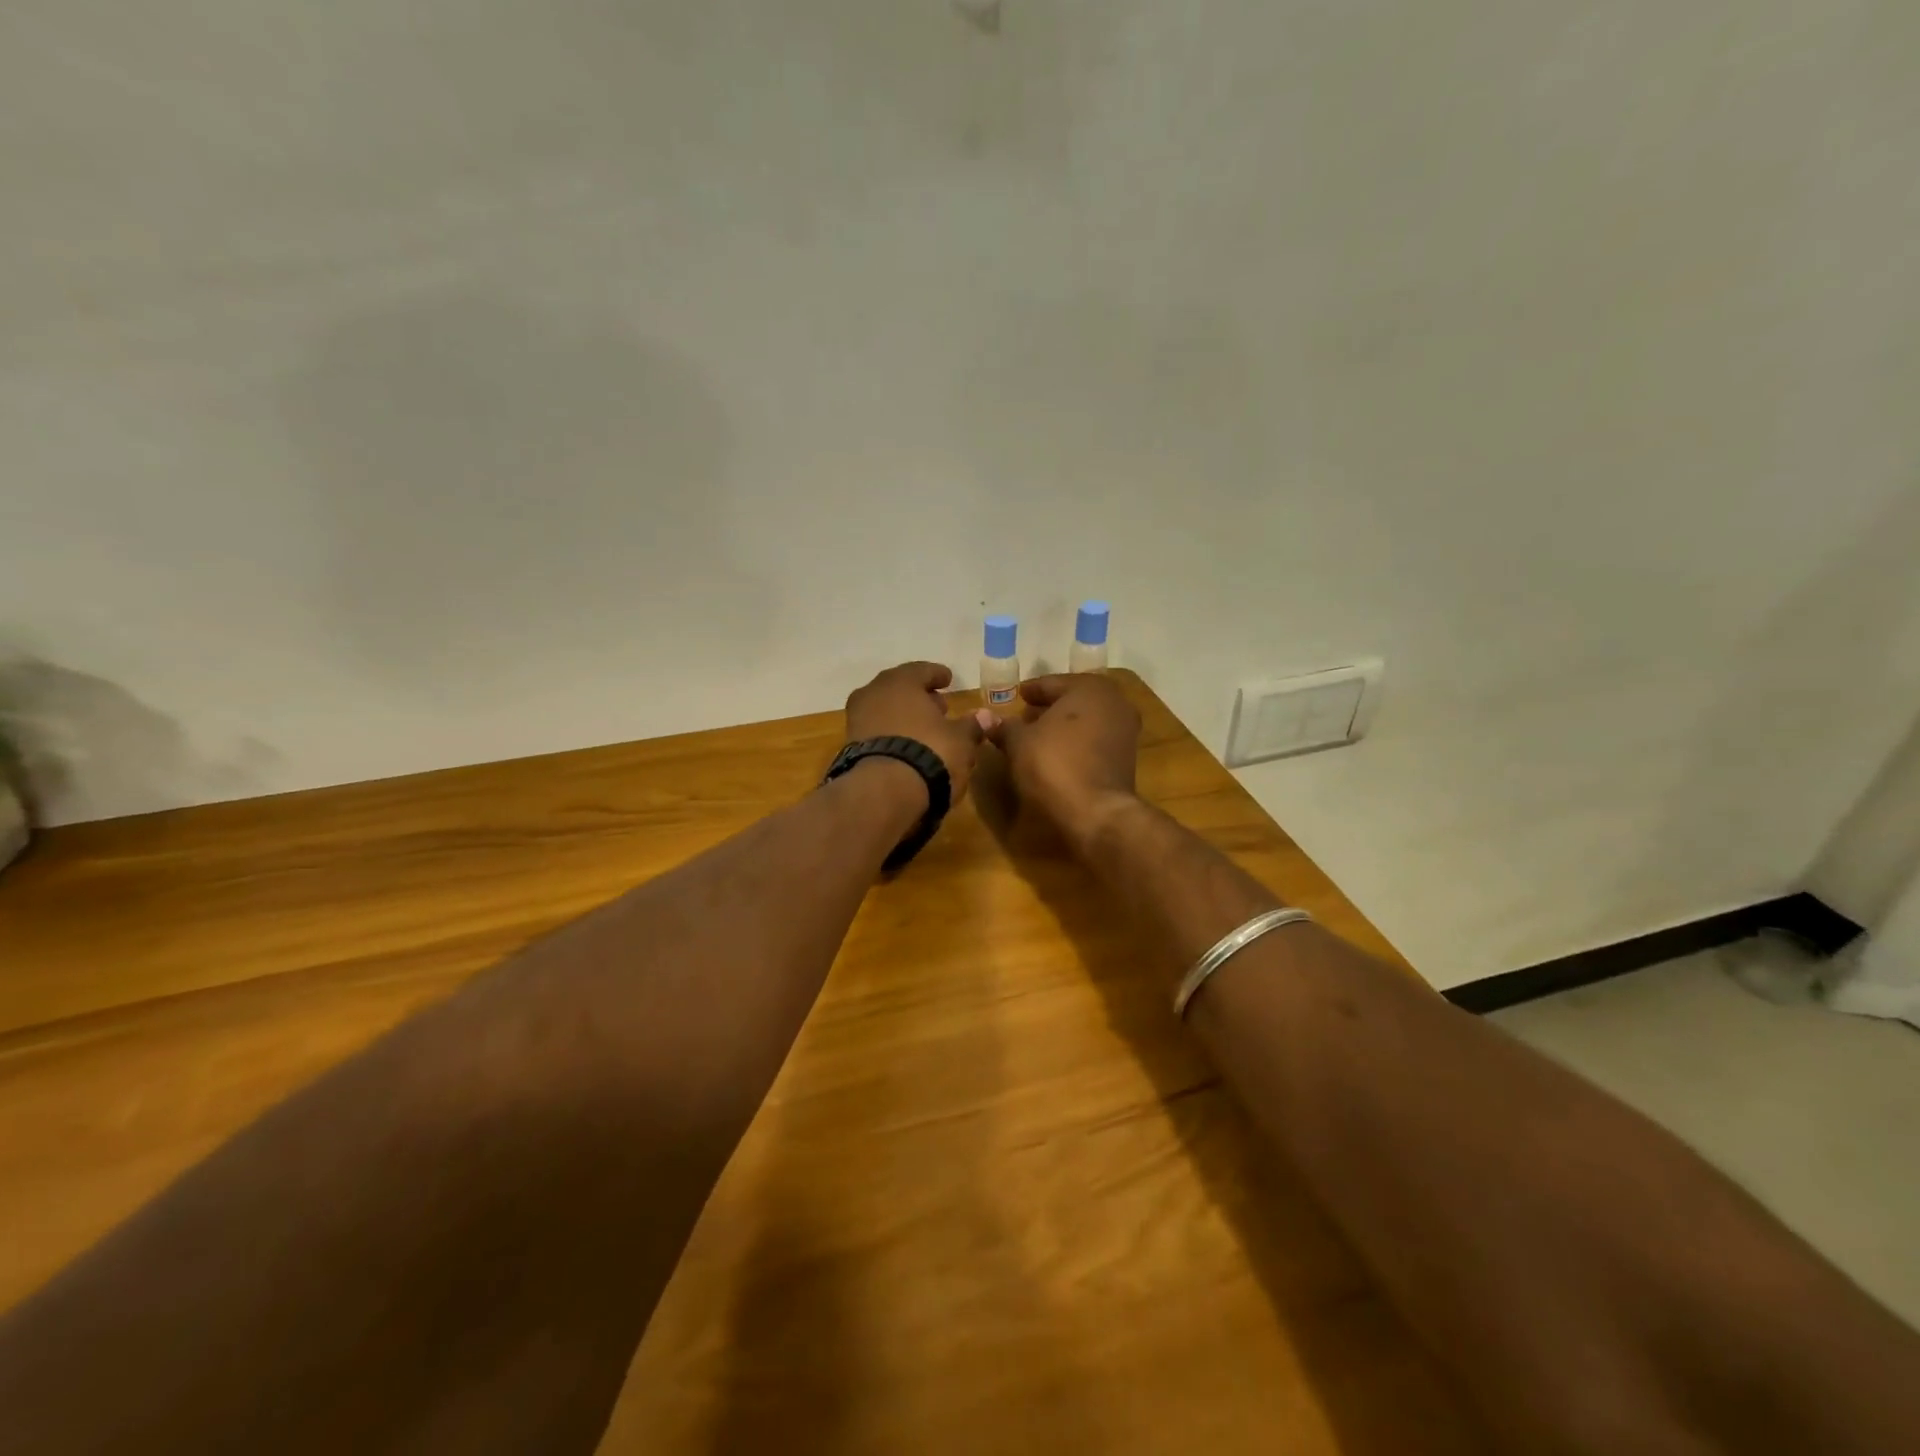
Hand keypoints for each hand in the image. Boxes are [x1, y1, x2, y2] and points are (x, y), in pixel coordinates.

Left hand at [844, 662, 990, 804]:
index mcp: (900, 682)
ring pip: (885, 711)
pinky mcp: (849, 748)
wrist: (883, 793)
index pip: (921, 670)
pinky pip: (876, 734)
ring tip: (924, 731)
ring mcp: (856, 721)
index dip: (937, 675)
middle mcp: (873, 693)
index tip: (948, 680)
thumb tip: (987, 716)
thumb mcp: (960, 740)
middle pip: (899, 689)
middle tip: (938, 707)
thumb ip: (972, 725)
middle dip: (919, 697)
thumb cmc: (929, 753)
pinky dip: (891, 736)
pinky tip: (906, 750)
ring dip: (903, 718)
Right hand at [984, 674, 1140, 848]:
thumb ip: (1005, 726)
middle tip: (1024, 716)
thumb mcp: (1019, 743)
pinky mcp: (1127, 758)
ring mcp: (1125, 730)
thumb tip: (986, 718)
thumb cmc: (1054, 765)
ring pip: (1086, 720)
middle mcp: (1115, 702)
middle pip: (1073, 700)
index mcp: (1089, 688)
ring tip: (1037, 737)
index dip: (1030, 691)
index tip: (1016, 696)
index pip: (1051, 683)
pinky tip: (1057, 755)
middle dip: (1048, 708)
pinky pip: (1096, 740)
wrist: (1097, 812)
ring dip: (1063, 726)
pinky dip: (1077, 742)